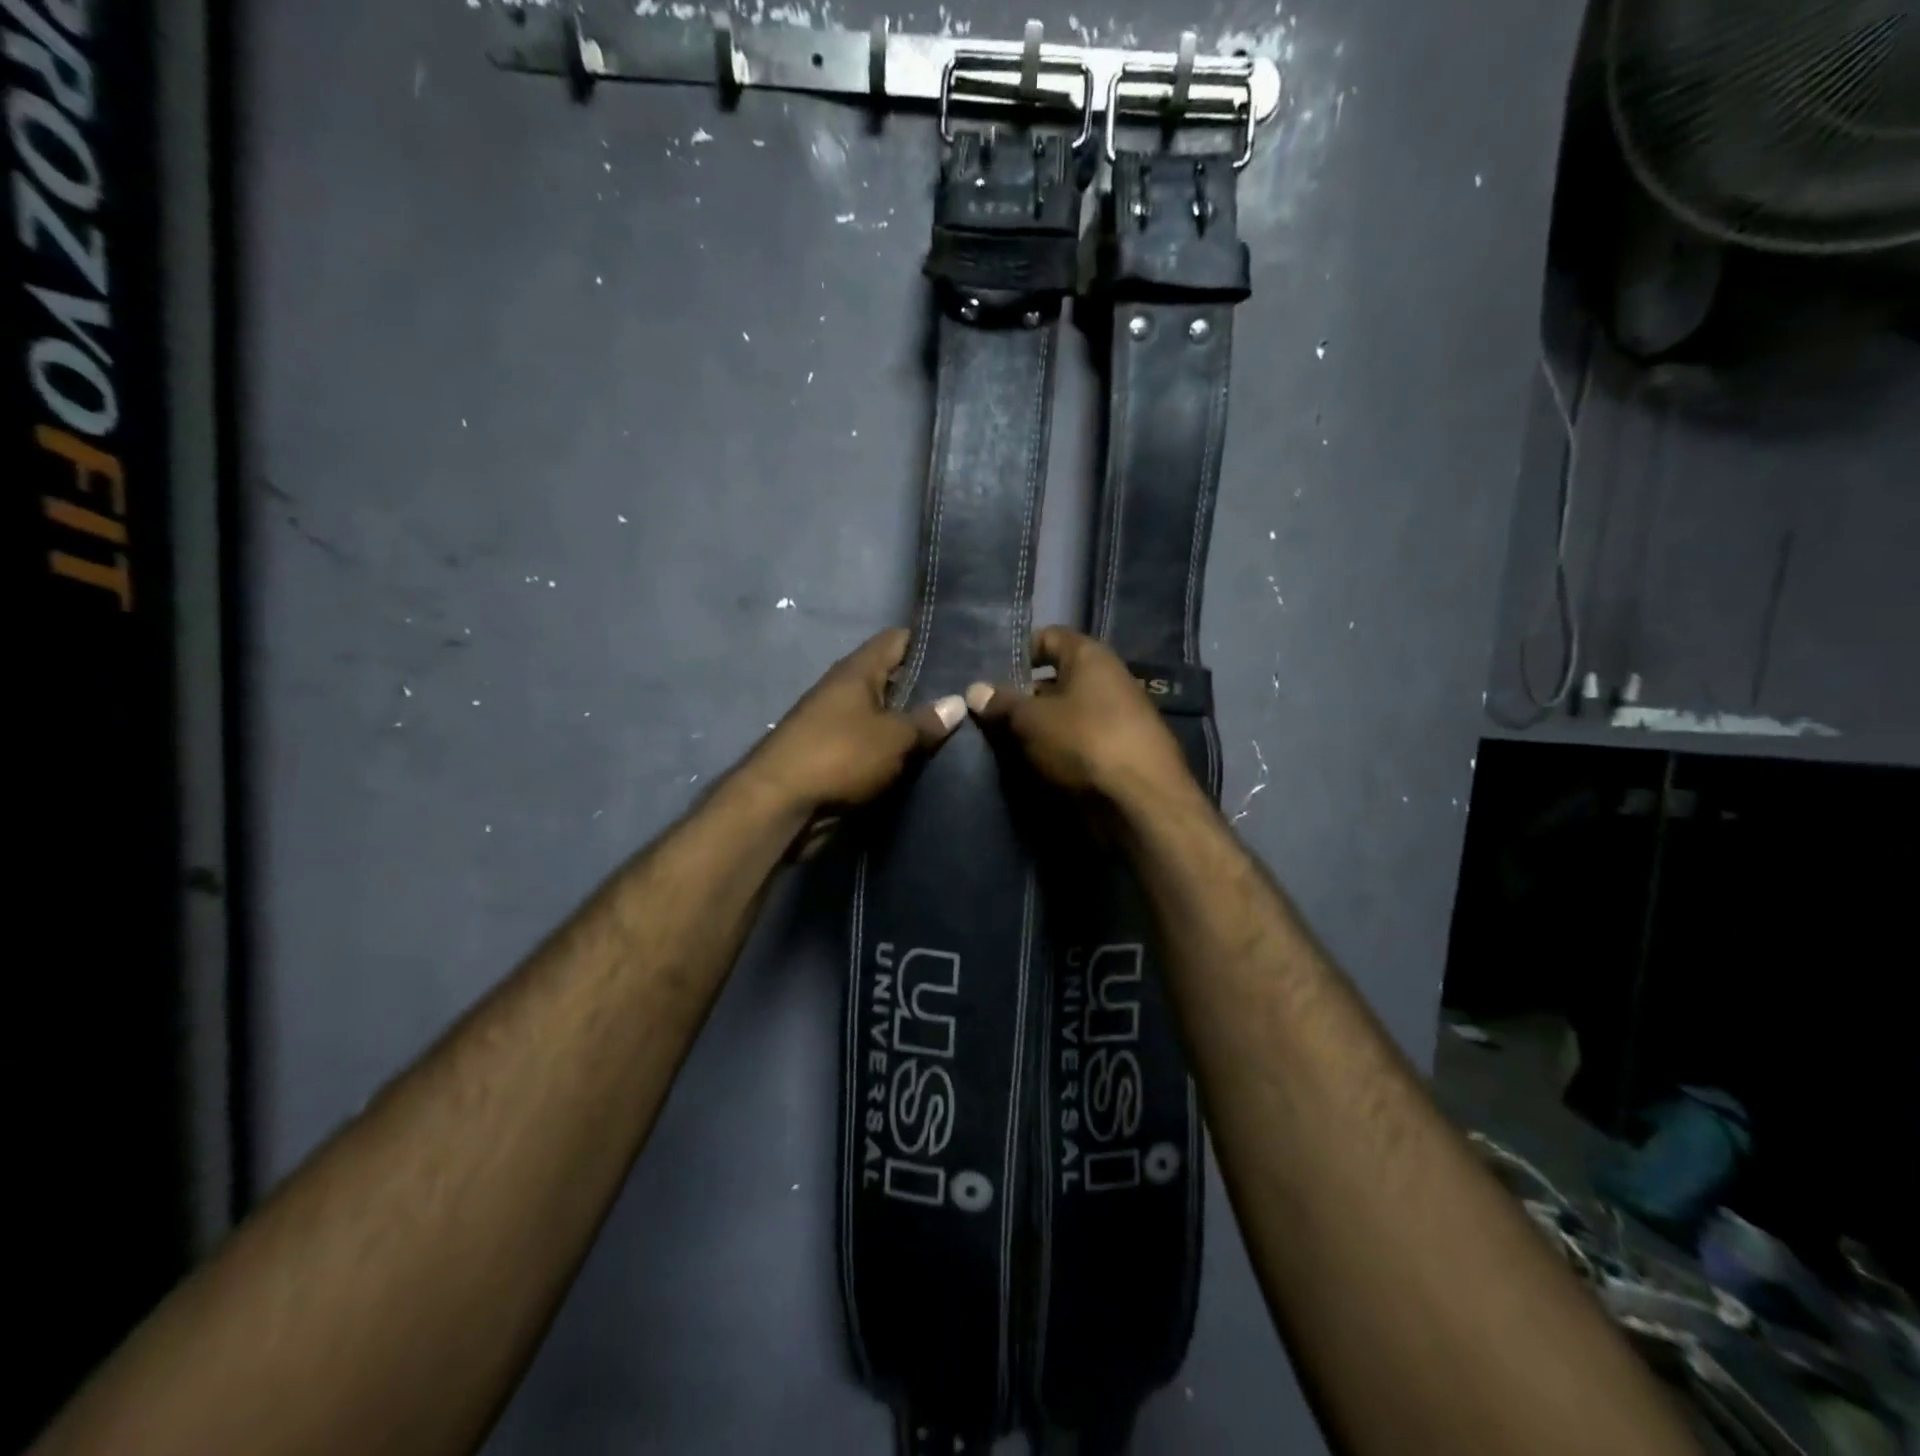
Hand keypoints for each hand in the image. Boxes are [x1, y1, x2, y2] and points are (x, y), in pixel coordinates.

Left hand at [746, 629, 964, 820]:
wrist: (781, 804)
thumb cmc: (840, 755)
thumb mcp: (893, 737)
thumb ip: (926, 720)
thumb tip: (958, 702)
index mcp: (856, 670)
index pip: (897, 640)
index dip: (928, 642)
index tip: (962, 651)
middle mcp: (844, 689)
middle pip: (892, 678)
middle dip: (926, 688)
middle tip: (968, 696)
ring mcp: (836, 722)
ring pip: (883, 714)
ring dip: (909, 722)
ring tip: (955, 729)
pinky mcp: (833, 755)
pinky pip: (872, 743)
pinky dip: (893, 748)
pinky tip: (923, 757)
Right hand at [965, 626, 1191, 804]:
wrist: (1141, 802)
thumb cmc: (1084, 742)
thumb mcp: (1031, 720)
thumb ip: (1002, 703)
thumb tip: (974, 690)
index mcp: (1090, 657)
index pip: (1048, 637)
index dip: (1017, 652)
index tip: (988, 675)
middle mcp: (1107, 680)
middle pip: (1055, 679)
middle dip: (1021, 696)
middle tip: (985, 714)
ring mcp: (1116, 718)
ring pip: (1064, 714)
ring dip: (1036, 727)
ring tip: (999, 743)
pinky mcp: (1118, 753)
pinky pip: (1077, 742)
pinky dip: (1055, 750)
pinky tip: (1029, 765)